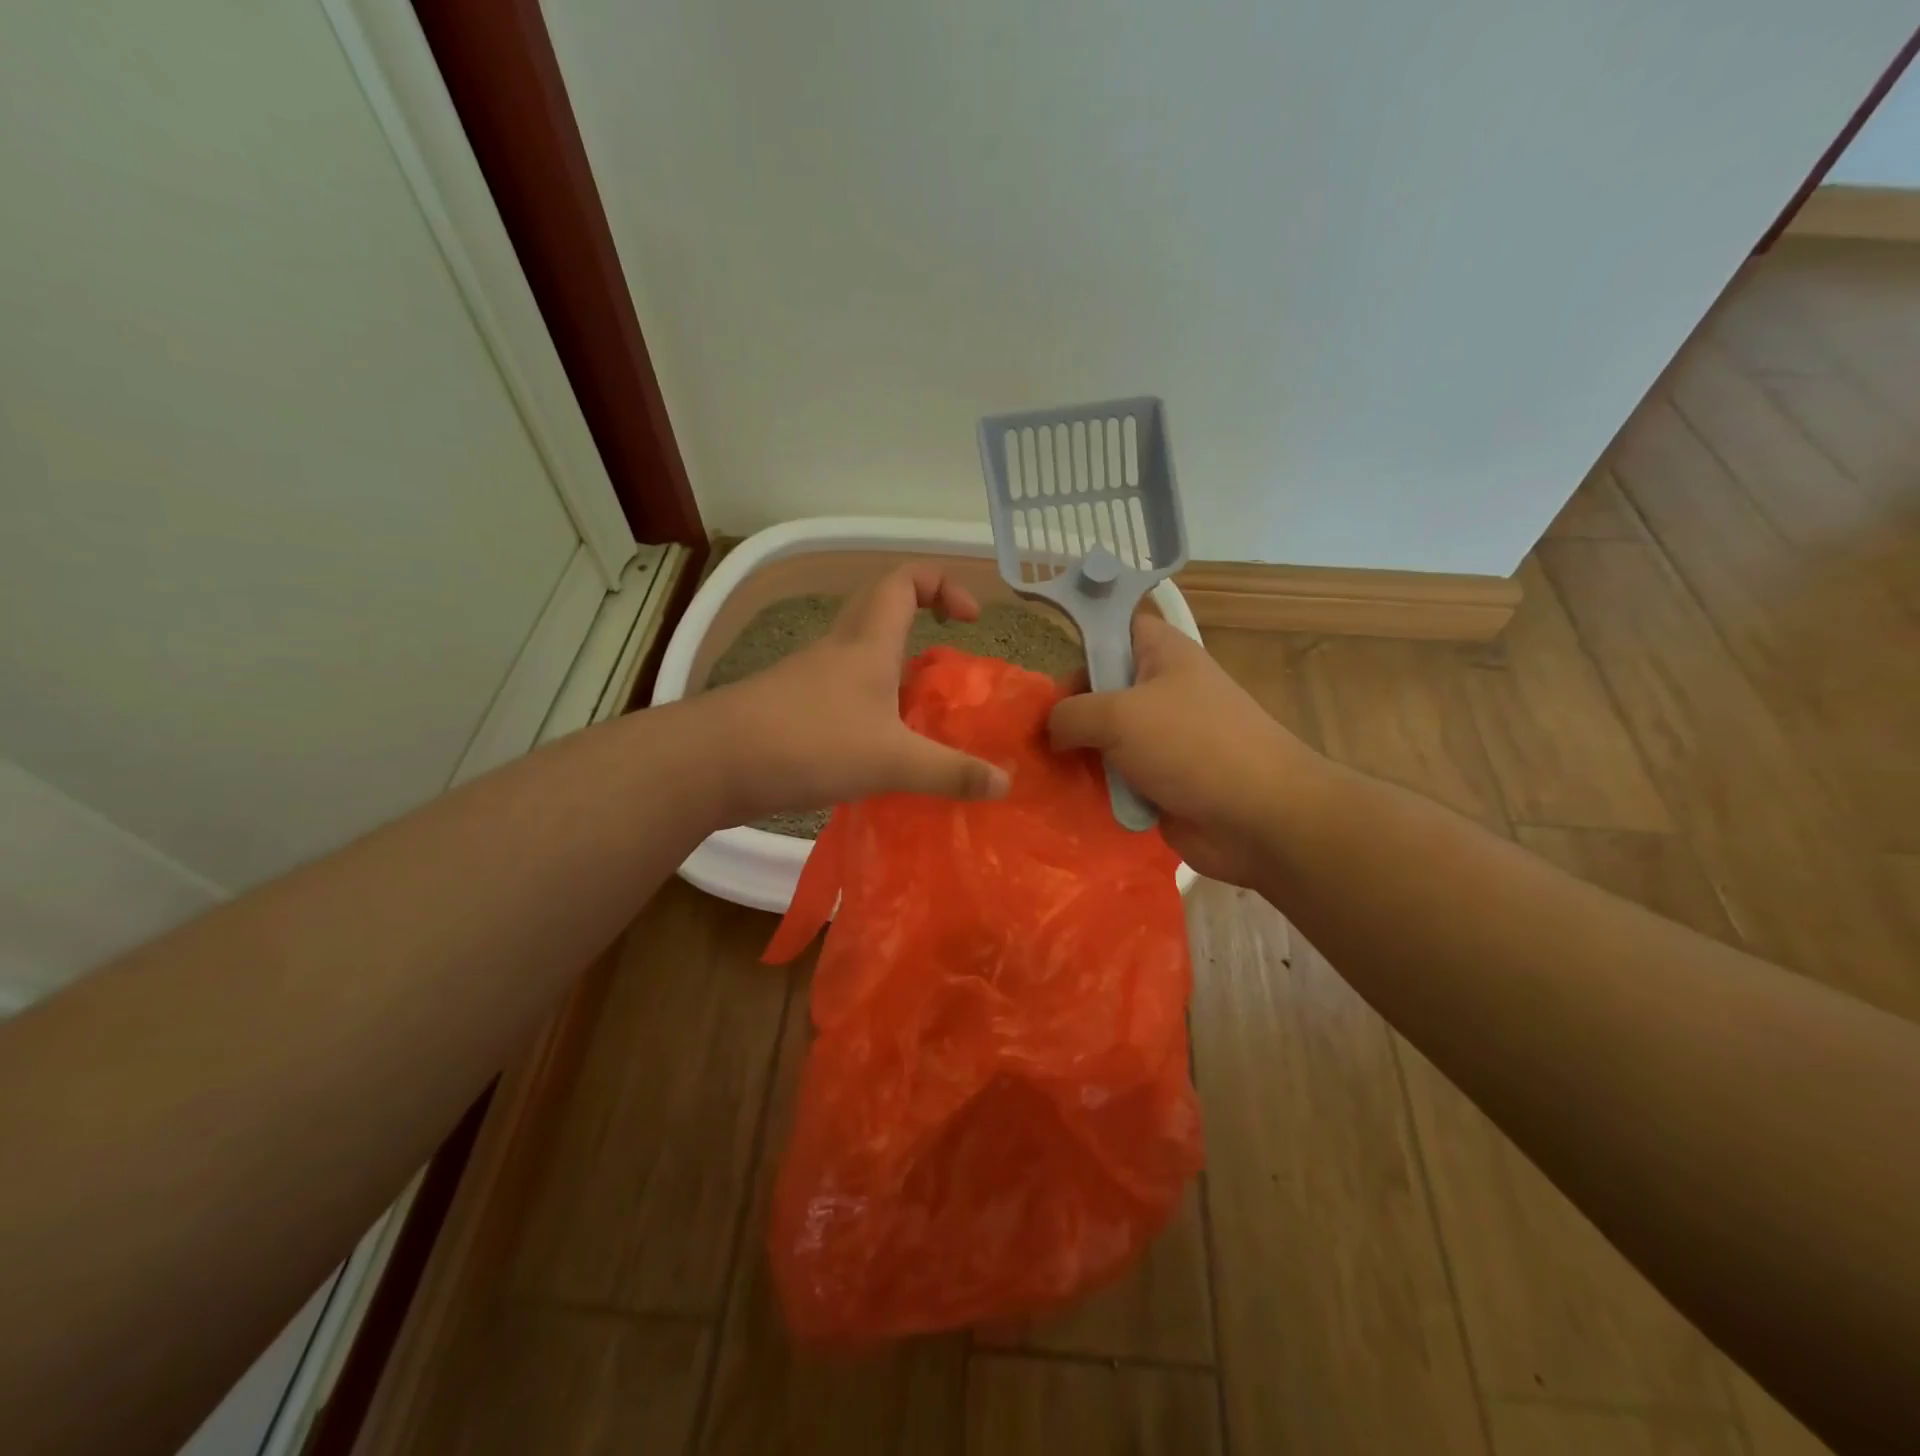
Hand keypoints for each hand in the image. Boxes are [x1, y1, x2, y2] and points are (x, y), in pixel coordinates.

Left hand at [711, 564, 1011, 821]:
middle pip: (880, 606)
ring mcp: (809, 677)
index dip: (943, 584)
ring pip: (858, 652)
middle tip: (947, 661)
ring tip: (921, 713)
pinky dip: (867, 703)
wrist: (714, 762)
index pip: (905, 579)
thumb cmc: (810, 743)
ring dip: (893, 668)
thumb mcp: (892, 761)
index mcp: (868, 642)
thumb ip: (950, 773)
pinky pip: (840, 690)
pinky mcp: (791, 707)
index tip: (970, 618)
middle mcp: (838, 648)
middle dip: (919, 618)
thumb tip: (1005, 783)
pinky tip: (877, 748)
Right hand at [1048, 615, 1326, 886]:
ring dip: (1076, 755)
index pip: (1116, 627)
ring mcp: (1162, 740)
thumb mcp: (1119, 715)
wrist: (1258, 818)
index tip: (1044, 663)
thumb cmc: (1192, 746)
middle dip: (1066, 710)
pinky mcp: (1159, 782)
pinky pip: (1116, 777)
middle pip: (1101, 688)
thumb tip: (1051, 731)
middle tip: (1031, 732)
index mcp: (1162, 655)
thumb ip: (1071, 714)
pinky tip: (1062, 797)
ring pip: (1104, 738)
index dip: (1081, 638)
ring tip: (1037, 769)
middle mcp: (1161, 692)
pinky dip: (1094, 787)